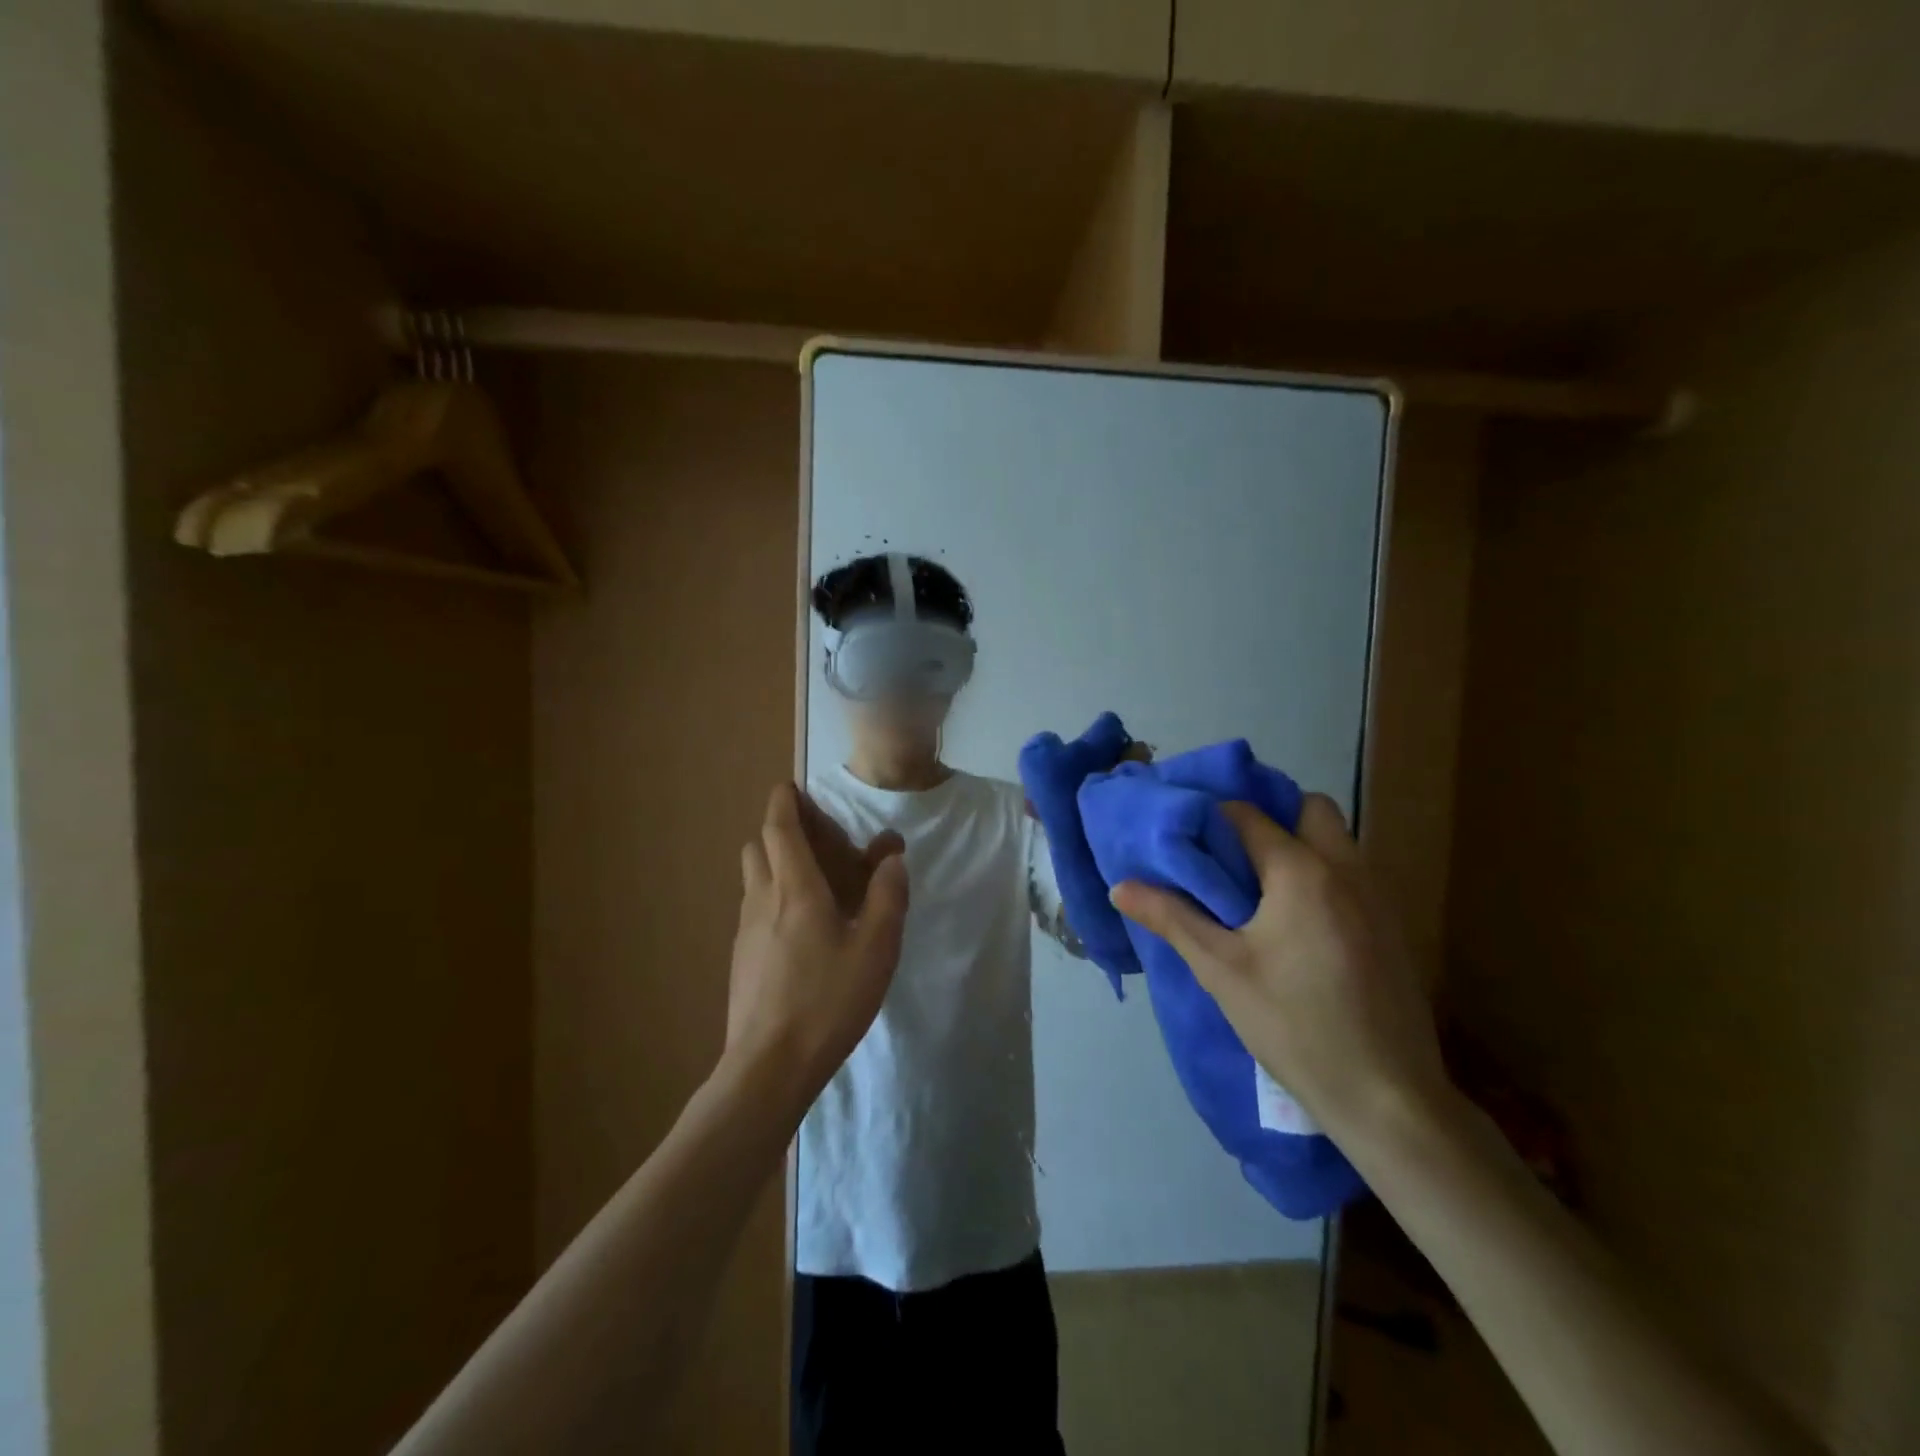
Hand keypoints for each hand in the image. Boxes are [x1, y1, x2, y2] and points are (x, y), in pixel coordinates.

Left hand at [724, 785, 908, 1107]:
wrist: (769, 1067)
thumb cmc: (827, 1001)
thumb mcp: (876, 949)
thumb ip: (888, 897)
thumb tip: (892, 859)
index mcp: (794, 888)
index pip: (778, 827)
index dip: (783, 801)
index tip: (793, 788)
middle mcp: (762, 899)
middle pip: (758, 846)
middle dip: (780, 830)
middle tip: (817, 841)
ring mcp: (745, 931)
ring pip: (753, 878)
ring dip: (775, 865)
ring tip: (814, 884)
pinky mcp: (740, 958)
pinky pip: (754, 909)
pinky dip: (772, 898)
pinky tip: (801, 931)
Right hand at [1111, 797, 1446, 1142]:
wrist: (1387, 1096)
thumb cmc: (1294, 1024)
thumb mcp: (1220, 970)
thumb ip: (1171, 918)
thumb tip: (1119, 886)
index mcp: (1302, 871)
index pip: (1248, 815)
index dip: (1211, 815)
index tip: (1184, 830)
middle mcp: (1347, 869)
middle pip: (1311, 809)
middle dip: (1272, 817)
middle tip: (1231, 852)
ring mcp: (1378, 898)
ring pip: (1337, 841)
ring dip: (1299, 845)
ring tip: (1256, 886)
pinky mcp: (1392, 928)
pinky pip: (1352, 875)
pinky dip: (1322, 875)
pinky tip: (1296, 923)